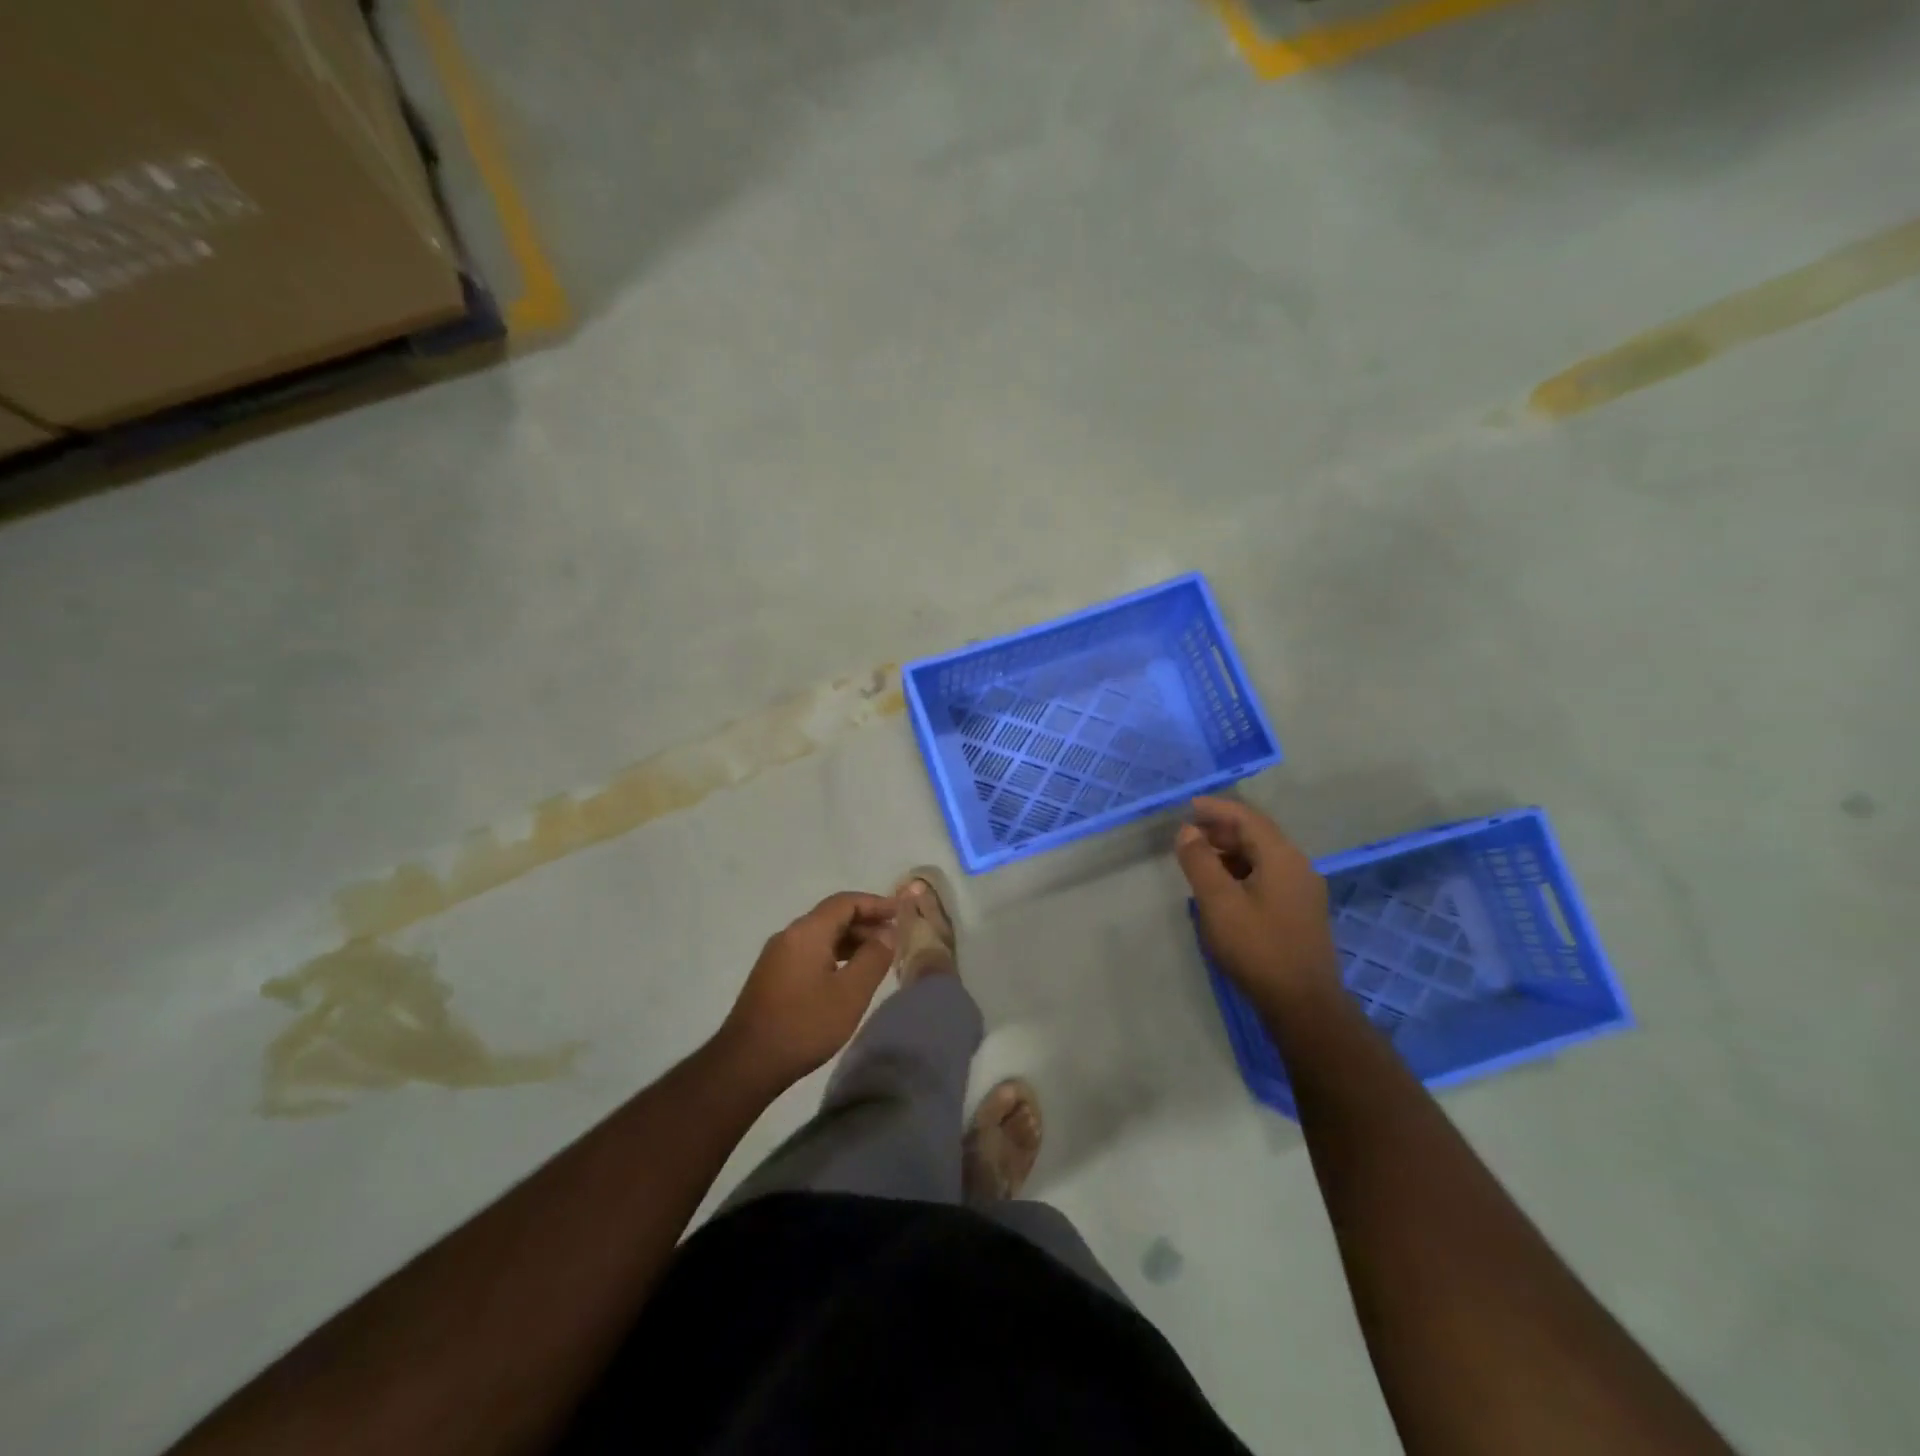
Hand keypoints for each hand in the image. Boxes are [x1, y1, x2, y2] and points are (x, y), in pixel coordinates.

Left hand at [717, 891, 898, 1088]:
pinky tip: (846, 977)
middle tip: (893, 939)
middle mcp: (789, 935)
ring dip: (850, 941)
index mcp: (807, 932)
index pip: (845, 902)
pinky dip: (833, 955)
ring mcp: (776, 956)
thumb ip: (873, 957)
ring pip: (820, 936)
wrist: (746, 1063)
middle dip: (865, 923)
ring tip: (876, 959)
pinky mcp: (771, 977)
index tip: (901, 913)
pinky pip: (809, 952)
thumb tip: (887, 932)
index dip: (875, 904)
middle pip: (831, 917)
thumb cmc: (804, 1024)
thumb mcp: (850, 993)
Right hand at [1176, 795, 1338, 1006]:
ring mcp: (1302, 891)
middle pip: (1257, 835)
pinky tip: (1221, 890)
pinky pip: (1267, 877)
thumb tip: (1187, 831)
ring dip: (1229, 853)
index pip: (1247, 818)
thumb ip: (1200, 861)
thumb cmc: (1257, 947)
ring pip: (1262, 858)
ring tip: (1198, 861)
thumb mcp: (1218, 901)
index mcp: (1282, 857)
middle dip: (1220, 831)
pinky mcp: (1300, 912)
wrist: (1303, 1004)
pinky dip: (1241, 872)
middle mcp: (1298, 866)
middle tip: (1187, 836)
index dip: (1216, 809)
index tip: (1187, 807)